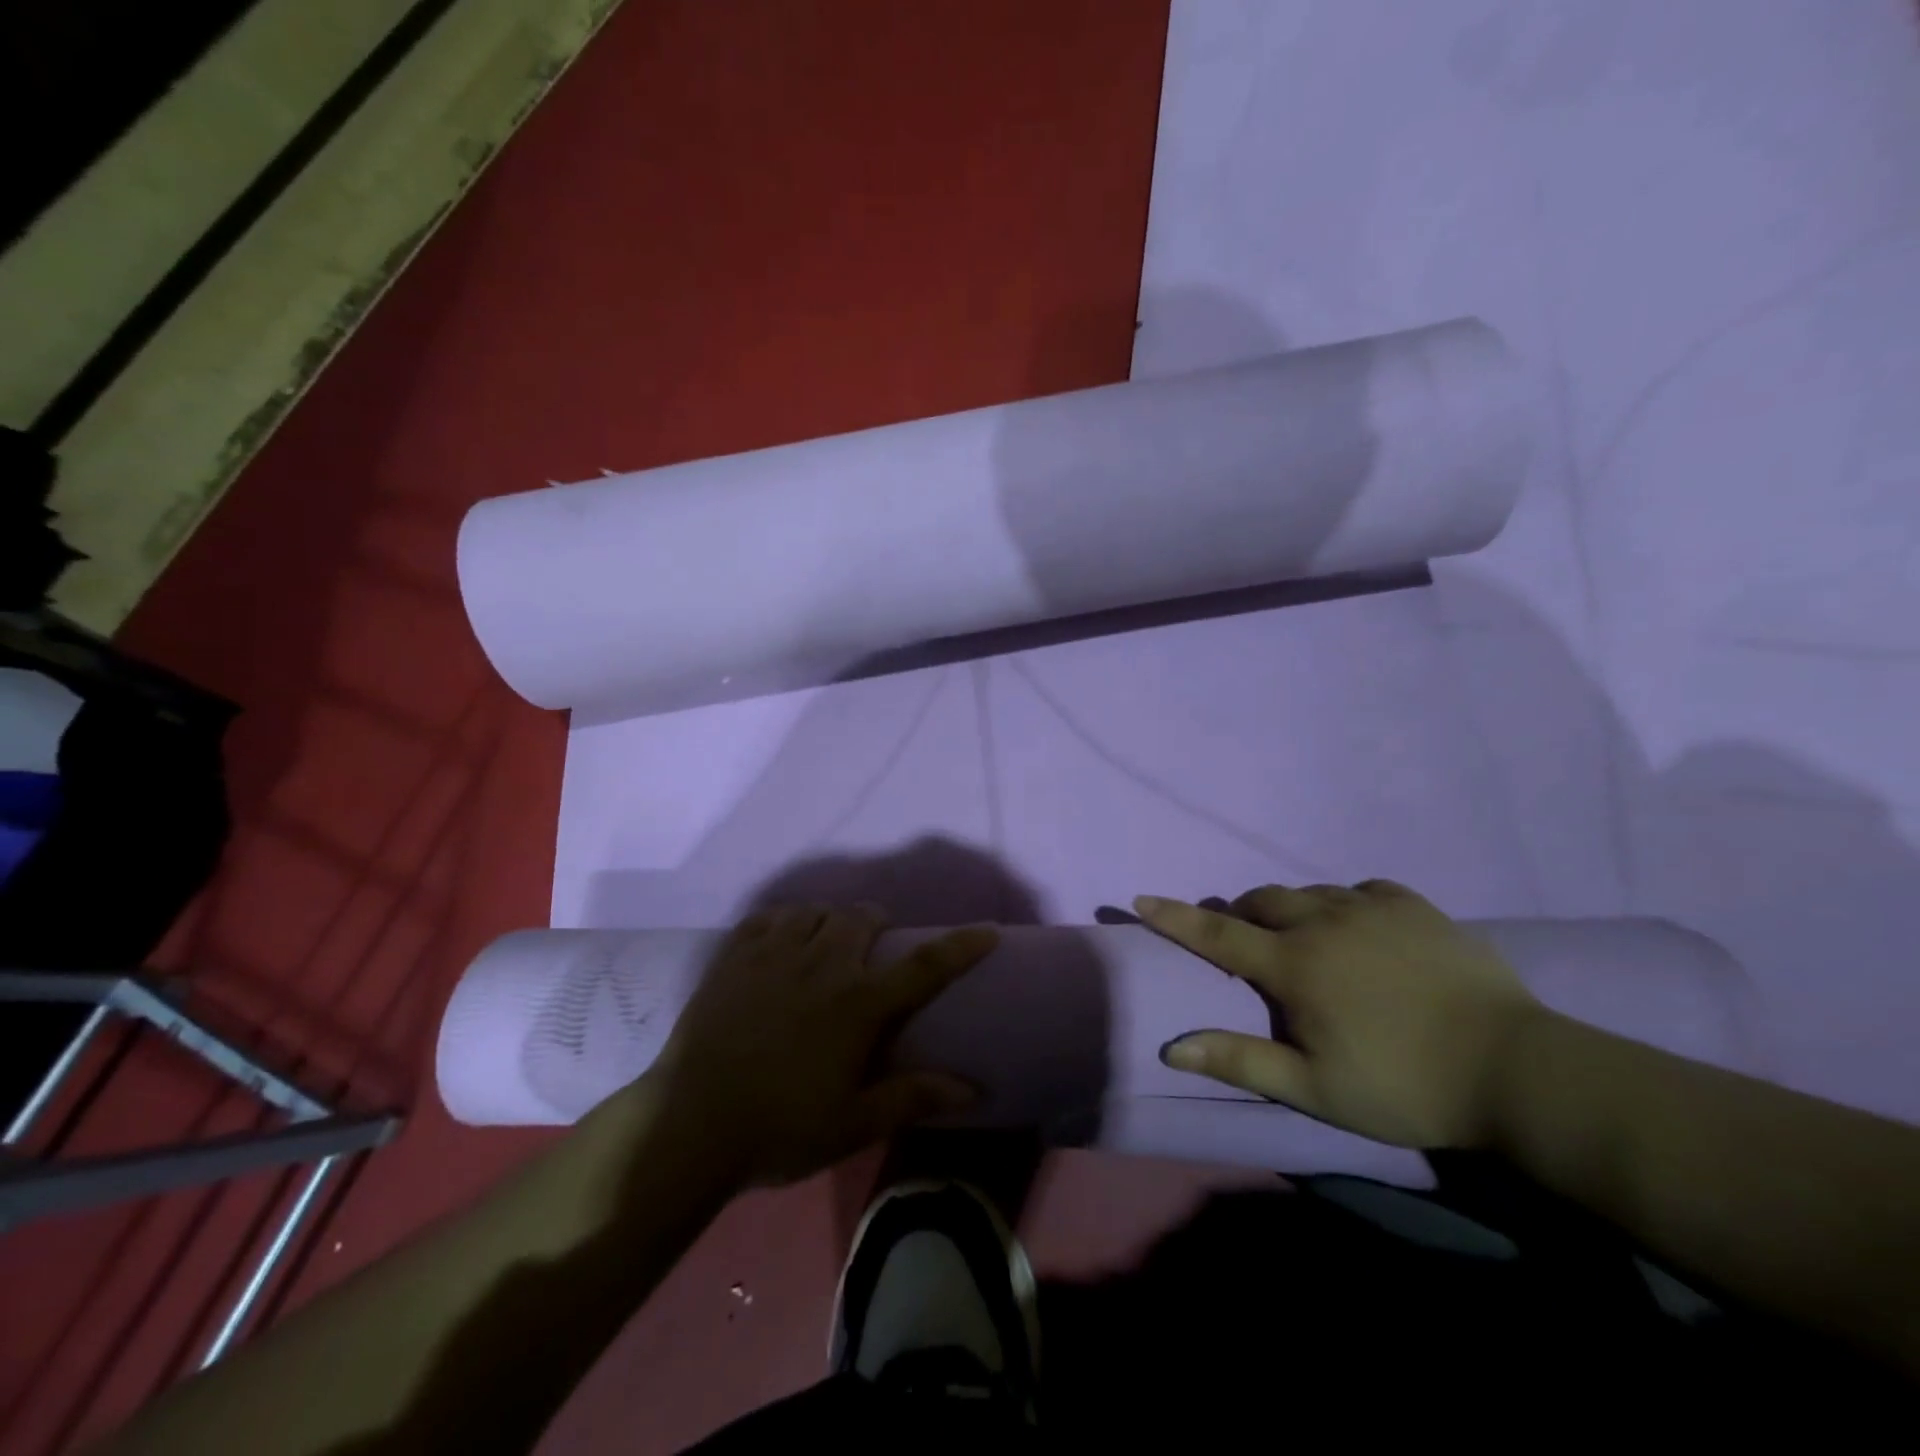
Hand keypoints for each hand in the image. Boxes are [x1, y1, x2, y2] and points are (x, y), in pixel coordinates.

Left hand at [652, 905, 996, 1186]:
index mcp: (858, 1005)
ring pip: (815, 910)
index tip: (988, 930)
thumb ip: (912, 1097)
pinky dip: (783, 922)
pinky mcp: (735, 956)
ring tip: (826, 942)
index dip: (962, 946)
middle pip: (862, 918)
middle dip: (877, 923)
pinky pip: (768, 918)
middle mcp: (822, 965)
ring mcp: (774, 954)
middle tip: (873, 948)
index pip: (924, 967)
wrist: (689, 1124)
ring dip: (830, 920)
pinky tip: (781, 941)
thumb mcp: (852, 1124)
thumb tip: (972, 1088)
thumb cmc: (780, 1129)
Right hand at [1138, 882, 1541, 1148]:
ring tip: (1303, 938)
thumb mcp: (1314, 1088)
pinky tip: (1358, 925)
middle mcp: (1323, 922)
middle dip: (1241, 915)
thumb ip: (1241, 1060)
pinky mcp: (1414, 906)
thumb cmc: (1404, 1085)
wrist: (1516, 1069)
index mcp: (1294, 965)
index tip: (1141, 898)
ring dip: (1290, 910)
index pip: (1217, 935)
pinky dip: (1344, 903)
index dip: (1175, 918)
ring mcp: (1371, 908)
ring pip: (1309, 892)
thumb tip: (1172, 1046)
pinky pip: (1362, 889)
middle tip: (1246, 943)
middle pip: (1262, 901)